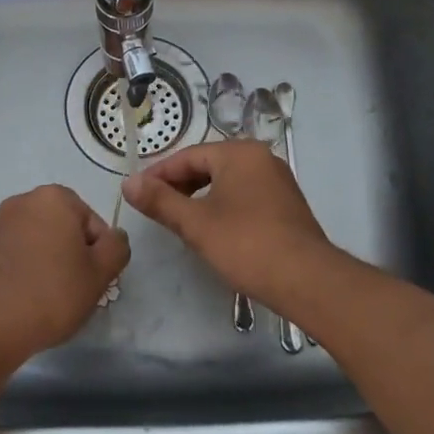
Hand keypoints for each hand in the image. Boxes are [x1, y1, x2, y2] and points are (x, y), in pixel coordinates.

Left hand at [0, 185, 128, 367]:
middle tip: (70, 290)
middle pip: (56, 228)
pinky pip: (1, 260)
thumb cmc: (52, 293)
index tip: (92, 279)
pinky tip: (14, 302)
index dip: (97, 252)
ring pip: (27, 243)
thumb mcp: (100, 273)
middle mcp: (18, 203)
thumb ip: (117, 247)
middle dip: (65, 254)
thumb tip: (114, 237)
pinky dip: (10, 274)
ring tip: (41, 300)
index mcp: (53, 199)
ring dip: (37, 262)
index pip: (90, 221)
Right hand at [122, 141, 337, 313]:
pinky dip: (222, 205)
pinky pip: (245, 195)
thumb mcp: (195, 223)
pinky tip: (212, 229)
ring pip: (227, 181)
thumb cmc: (246, 244)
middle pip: (209, 164)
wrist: (306, 279)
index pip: (188, 156)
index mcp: (240, 153)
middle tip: (155, 207)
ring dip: (200, 196)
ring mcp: (278, 181)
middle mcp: (261, 158)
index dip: (159, 174)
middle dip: (179, 185)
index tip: (137, 192)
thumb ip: (160, 201)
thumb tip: (128, 183)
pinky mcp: (286, 204)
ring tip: (179, 220)